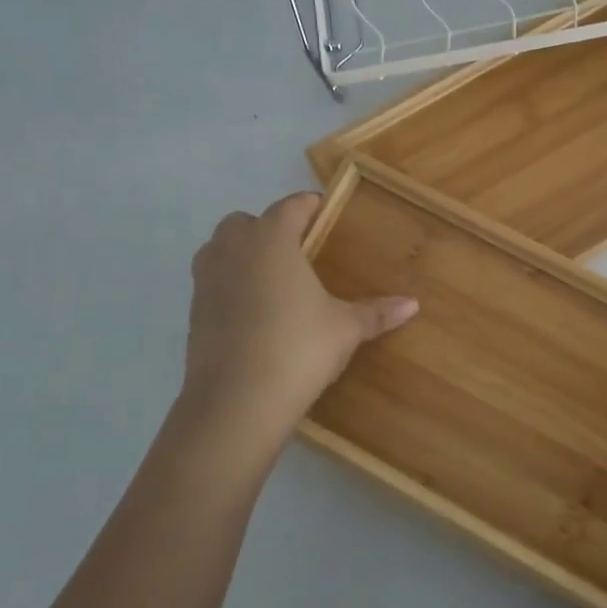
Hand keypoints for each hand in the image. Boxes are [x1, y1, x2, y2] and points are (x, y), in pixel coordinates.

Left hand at [181, 192, 416, 443]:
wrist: (236, 401)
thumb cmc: (298, 348)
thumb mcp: (345, 329)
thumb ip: (376, 312)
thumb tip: (413, 304)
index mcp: (272, 240)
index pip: (290, 207)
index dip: (308, 206)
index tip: (323, 211)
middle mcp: (234, 250)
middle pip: (245, 222)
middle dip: (268, 227)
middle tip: (298, 249)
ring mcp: (207, 280)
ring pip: (220, 249)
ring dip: (241, 253)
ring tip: (273, 277)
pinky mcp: (194, 311)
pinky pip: (212, 282)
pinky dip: (230, 284)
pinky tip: (254, 311)